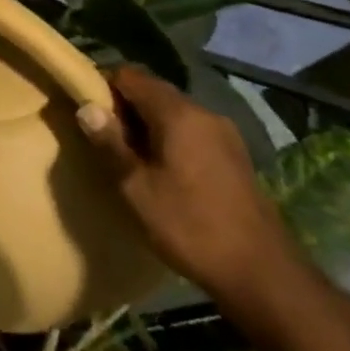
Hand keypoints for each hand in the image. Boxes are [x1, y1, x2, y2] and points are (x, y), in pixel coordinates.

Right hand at [78, 63, 303, 305]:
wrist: (264, 275)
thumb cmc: (191, 227)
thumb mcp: (136, 188)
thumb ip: (110, 143)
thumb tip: (86, 107)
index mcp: (178, 113)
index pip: (130, 75)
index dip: (102, 85)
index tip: (85, 111)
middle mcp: (204, 113)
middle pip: (153, 91)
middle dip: (123, 107)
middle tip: (101, 137)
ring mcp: (224, 135)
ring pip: (172, 112)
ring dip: (146, 125)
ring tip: (127, 156)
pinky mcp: (234, 157)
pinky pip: (190, 131)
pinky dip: (169, 139)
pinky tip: (160, 170)